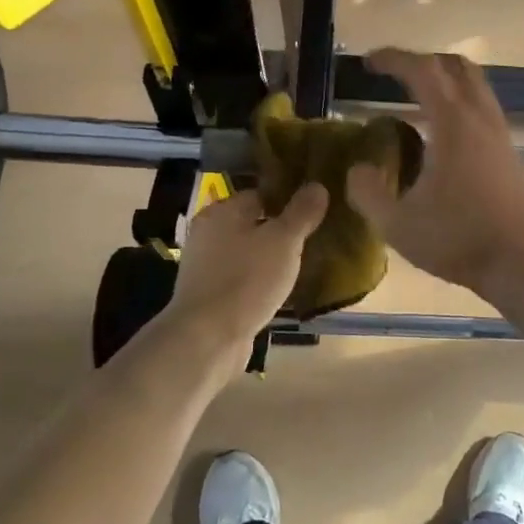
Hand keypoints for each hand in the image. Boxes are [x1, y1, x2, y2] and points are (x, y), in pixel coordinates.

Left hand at [163, 184, 328, 345]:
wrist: (208, 338)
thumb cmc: (247, 279)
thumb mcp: (284, 241)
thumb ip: (302, 212)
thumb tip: (317, 185)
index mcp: (221, 212)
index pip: (260, 194)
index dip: (288, 200)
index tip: (315, 211)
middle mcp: (208, 234)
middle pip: (254, 223)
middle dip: (282, 231)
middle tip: (314, 238)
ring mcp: (206, 266)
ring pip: (249, 253)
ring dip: (271, 258)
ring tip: (303, 264)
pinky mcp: (210, 295)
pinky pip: (243, 278)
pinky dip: (260, 281)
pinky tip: (281, 290)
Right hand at [346, 49, 523, 296]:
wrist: (521, 262)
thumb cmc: (458, 239)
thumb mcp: (397, 224)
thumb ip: (367, 193)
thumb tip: (358, 170)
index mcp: (453, 123)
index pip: (423, 70)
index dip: (393, 58)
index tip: (368, 62)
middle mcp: (481, 118)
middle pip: (456, 67)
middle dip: (422, 62)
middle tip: (394, 74)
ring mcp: (502, 135)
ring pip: (476, 87)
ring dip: (446, 82)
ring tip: (416, 101)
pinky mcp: (511, 154)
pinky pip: (484, 111)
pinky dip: (460, 106)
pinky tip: (442, 138)